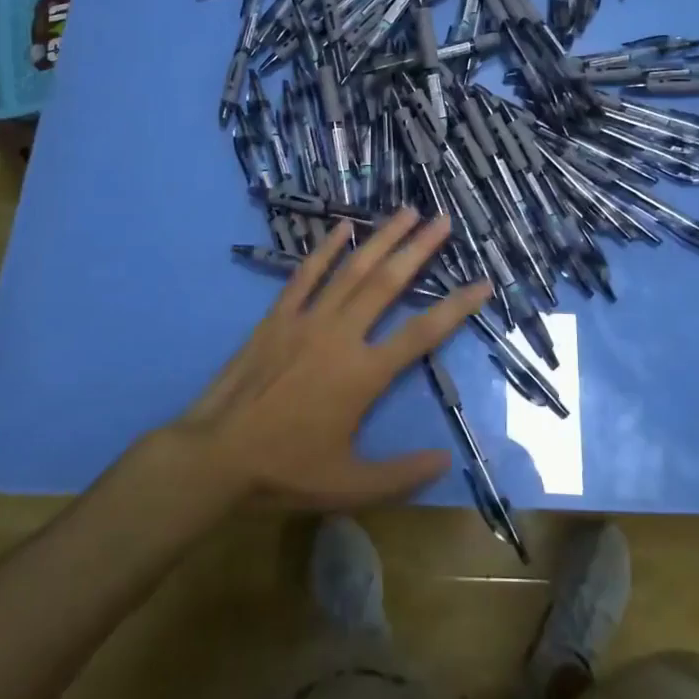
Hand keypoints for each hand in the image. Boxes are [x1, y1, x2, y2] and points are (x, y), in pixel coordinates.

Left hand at [175, 209, 491, 508]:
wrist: (216, 456)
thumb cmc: (284, 471)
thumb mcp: (349, 486)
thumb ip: (401, 473)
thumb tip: (446, 458)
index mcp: (363, 374)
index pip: (422, 333)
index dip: (457, 307)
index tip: (482, 282)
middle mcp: (341, 335)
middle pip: (388, 283)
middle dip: (419, 249)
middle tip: (443, 220)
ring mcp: (307, 320)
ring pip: (352, 270)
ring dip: (382, 239)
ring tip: (406, 212)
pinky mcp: (278, 317)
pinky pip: (305, 275)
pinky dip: (325, 250)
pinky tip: (342, 227)